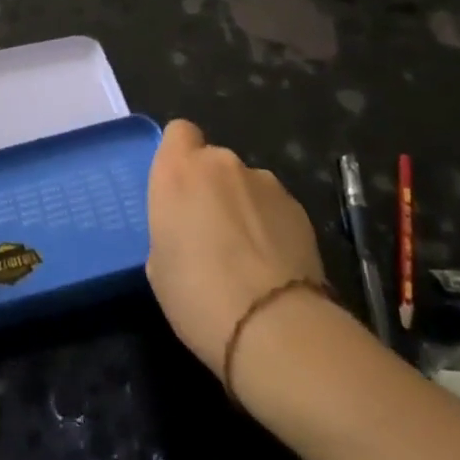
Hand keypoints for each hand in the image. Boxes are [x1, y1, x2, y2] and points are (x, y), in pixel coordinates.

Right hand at [145, 120, 324, 380]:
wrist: (273, 327)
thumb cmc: (196, 294)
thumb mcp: (159, 264)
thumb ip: (171, 228)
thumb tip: (189, 231)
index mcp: (178, 170)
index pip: (178, 132)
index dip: (179, 156)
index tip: (177, 189)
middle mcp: (221, 164)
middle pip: (213, 161)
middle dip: (212, 187)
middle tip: (209, 231)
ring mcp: (265, 182)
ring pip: (246, 185)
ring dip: (243, 207)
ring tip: (247, 256)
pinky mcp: (299, 208)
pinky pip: (274, 208)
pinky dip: (271, 227)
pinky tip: (273, 266)